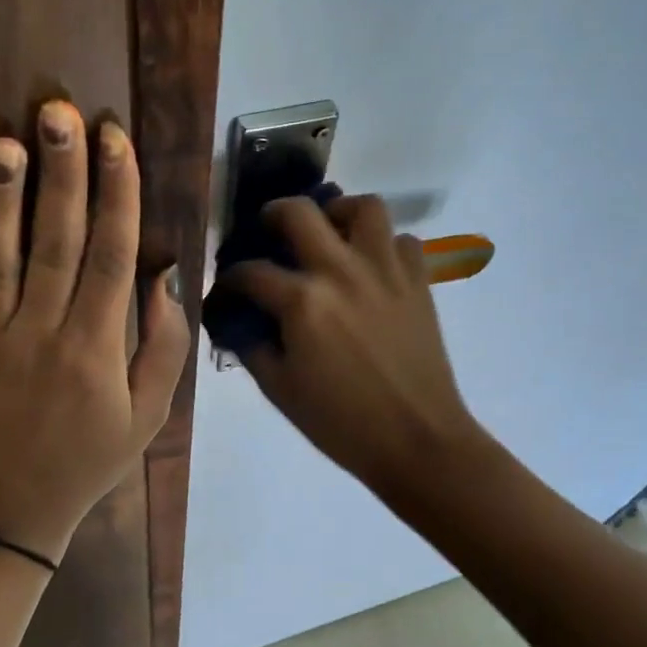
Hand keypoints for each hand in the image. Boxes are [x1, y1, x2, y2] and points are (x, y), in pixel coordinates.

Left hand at [0, 101, 189, 562]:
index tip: (115, 139)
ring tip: (2, 143)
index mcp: (97, 347)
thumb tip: (162, 274)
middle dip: (62, 174)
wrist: (15, 513)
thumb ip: (164, 345)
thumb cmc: (90, 458)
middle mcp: (43, 334)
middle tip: (58, 112)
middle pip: (57, 243)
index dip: (117, 193)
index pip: (112, 255)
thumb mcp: (150, 413)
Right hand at [223, 195, 481, 495]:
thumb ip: (252, 346)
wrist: (417, 440)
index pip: (250, 272)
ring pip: (364, 206)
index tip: (227, 288)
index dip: (230, 278)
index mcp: (302, 301)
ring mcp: (385, 271)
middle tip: (270, 230)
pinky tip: (371, 267)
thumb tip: (238, 321)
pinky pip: (402, 240)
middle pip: (299, 212)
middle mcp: (342, 271)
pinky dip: (384, 245)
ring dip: (339, 213)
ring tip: (330, 233)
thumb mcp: (280, 390)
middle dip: (273, 214)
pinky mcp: (419, 281)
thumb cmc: (341, 422)